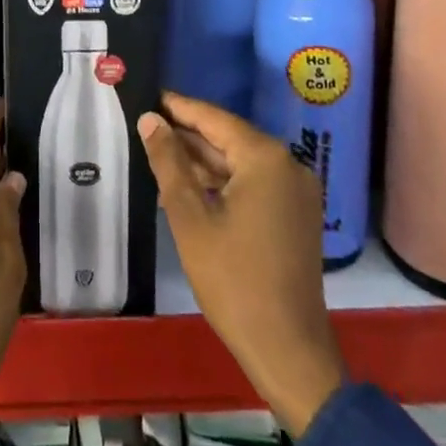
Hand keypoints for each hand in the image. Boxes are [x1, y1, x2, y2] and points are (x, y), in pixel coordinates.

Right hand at [139, 92, 345, 437]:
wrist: (287, 350)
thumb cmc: (233, 280)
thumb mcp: (189, 217)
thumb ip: (168, 161)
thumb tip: (150, 119)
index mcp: (265, 158)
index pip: (214, 118)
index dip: (179, 107)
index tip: (150, 95)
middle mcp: (288, 164)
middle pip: (229, 138)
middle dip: (189, 135)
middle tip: (148, 126)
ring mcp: (297, 191)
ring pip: (241, 162)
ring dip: (204, 161)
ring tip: (161, 156)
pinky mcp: (296, 214)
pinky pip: (255, 183)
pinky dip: (224, 182)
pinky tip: (192, 187)